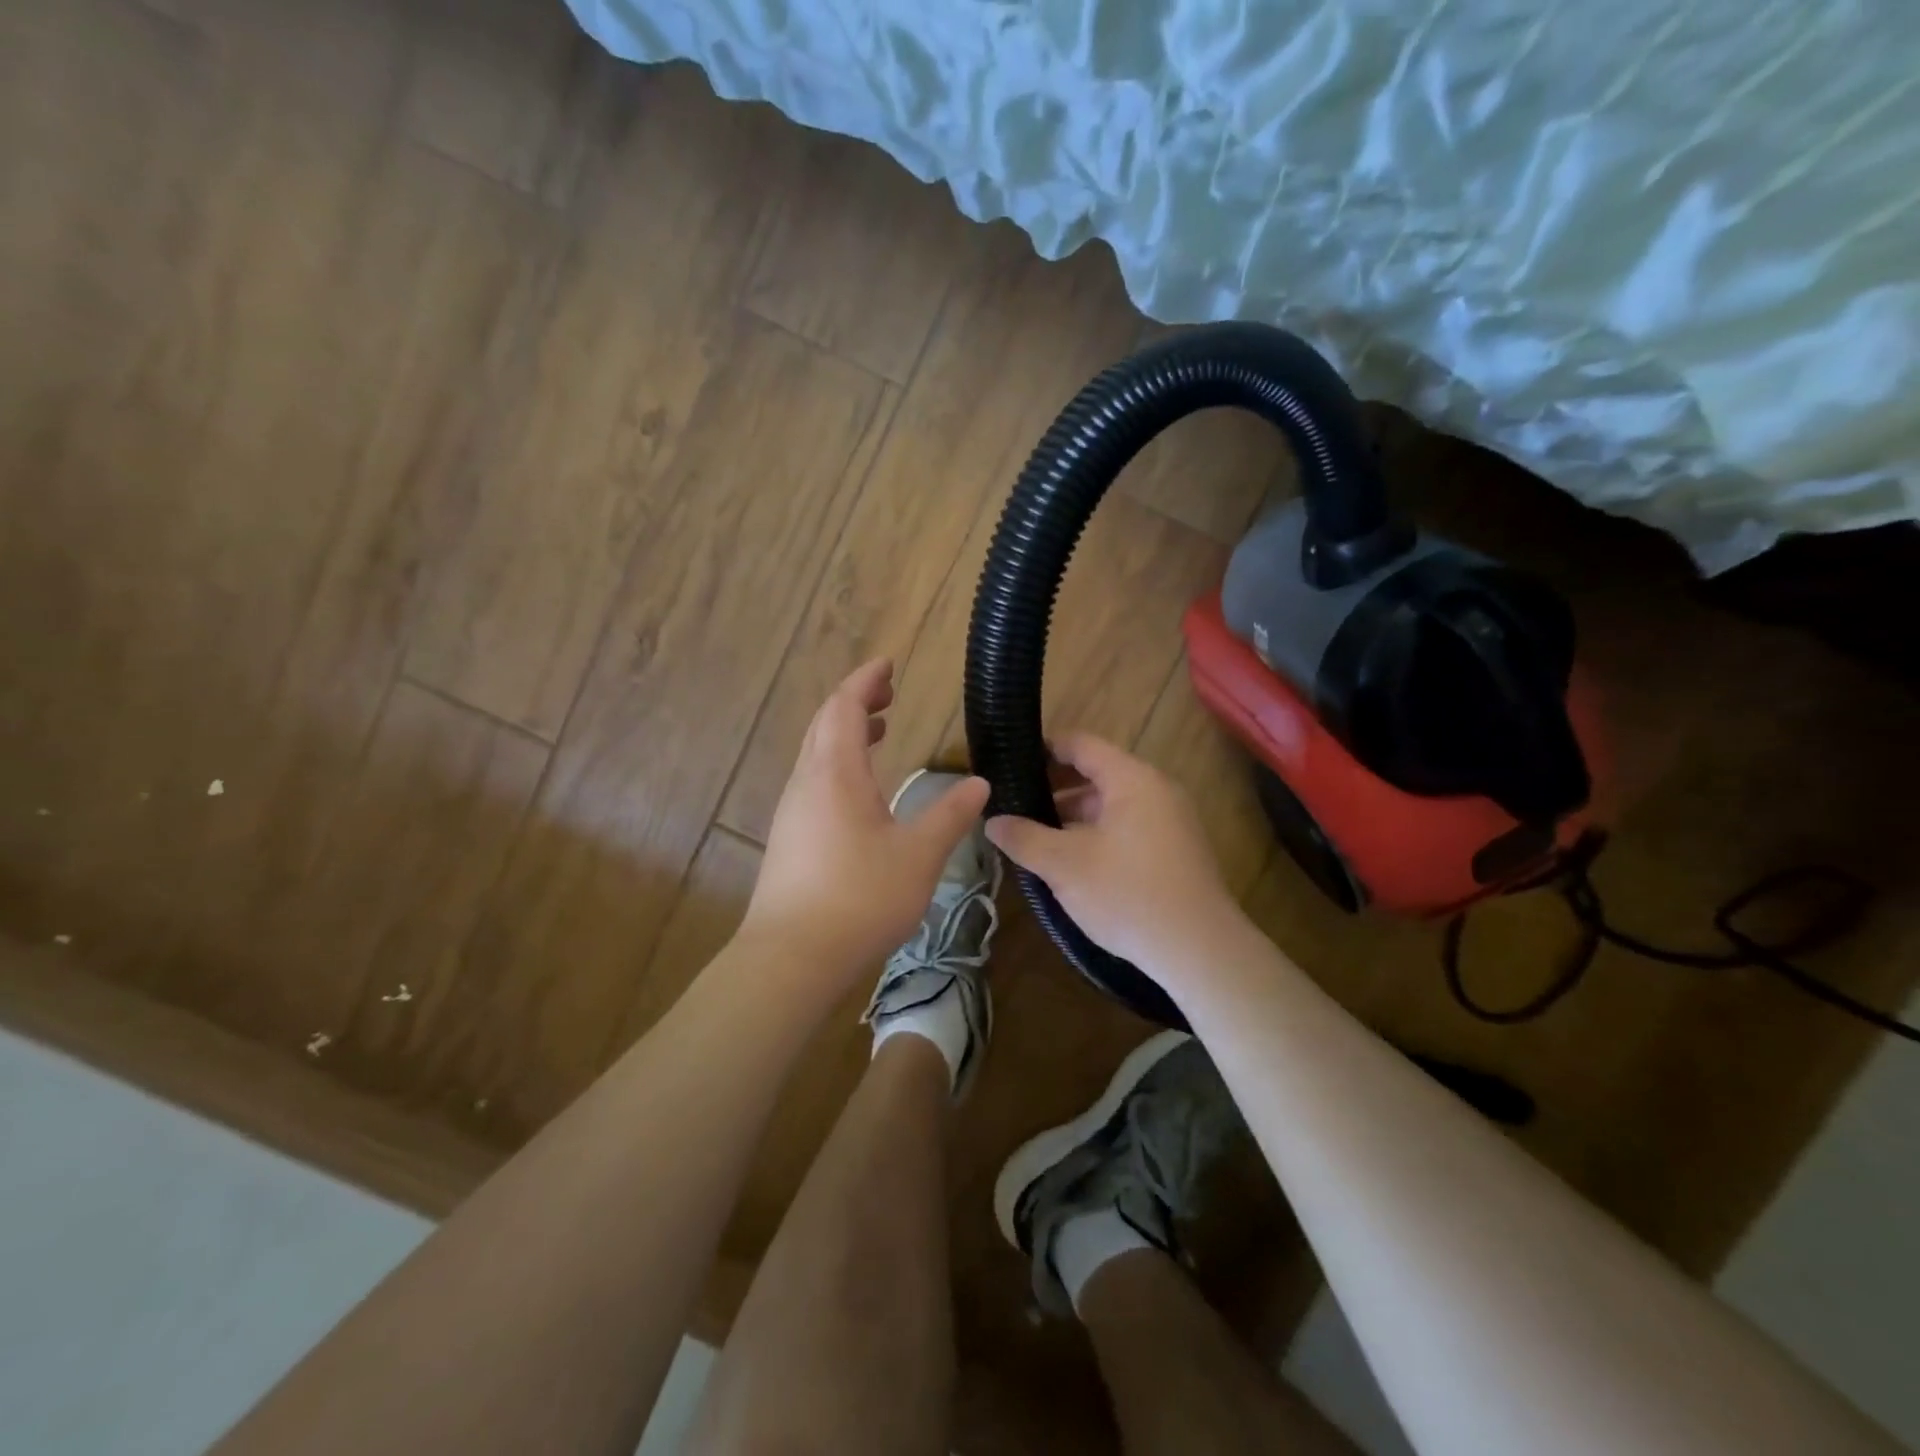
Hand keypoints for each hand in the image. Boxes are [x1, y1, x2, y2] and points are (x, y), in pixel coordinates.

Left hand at [743, 659, 989, 990]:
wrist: (791, 958)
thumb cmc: (859, 898)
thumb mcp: (919, 855)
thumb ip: (949, 815)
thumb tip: (979, 784)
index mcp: (835, 773)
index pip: (844, 707)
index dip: (865, 681)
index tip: (888, 664)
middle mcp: (807, 783)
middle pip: (824, 724)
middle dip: (855, 701)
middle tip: (888, 693)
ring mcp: (792, 811)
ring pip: (816, 754)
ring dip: (846, 734)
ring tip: (879, 731)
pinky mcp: (789, 839)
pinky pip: (814, 781)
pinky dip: (838, 764)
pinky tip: (861, 790)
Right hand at [984, 732, 1245, 977]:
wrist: (1199, 951)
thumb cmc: (1128, 895)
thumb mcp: (1065, 866)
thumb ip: (1024, 837)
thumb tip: (991, 821)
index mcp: (1131, 779)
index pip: (1080, 744)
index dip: (1043, 748)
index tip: (1009, 761)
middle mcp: (1156, 789)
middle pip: (1096, 773)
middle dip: (1053, 787)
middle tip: (1014, 803)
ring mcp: (1171, 820)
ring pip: (1111, 804)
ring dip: (1073, 815)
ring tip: (1034, 835)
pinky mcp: (1176, 849)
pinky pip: (1127, 826)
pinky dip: (1096, 833)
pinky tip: (1071, 860)